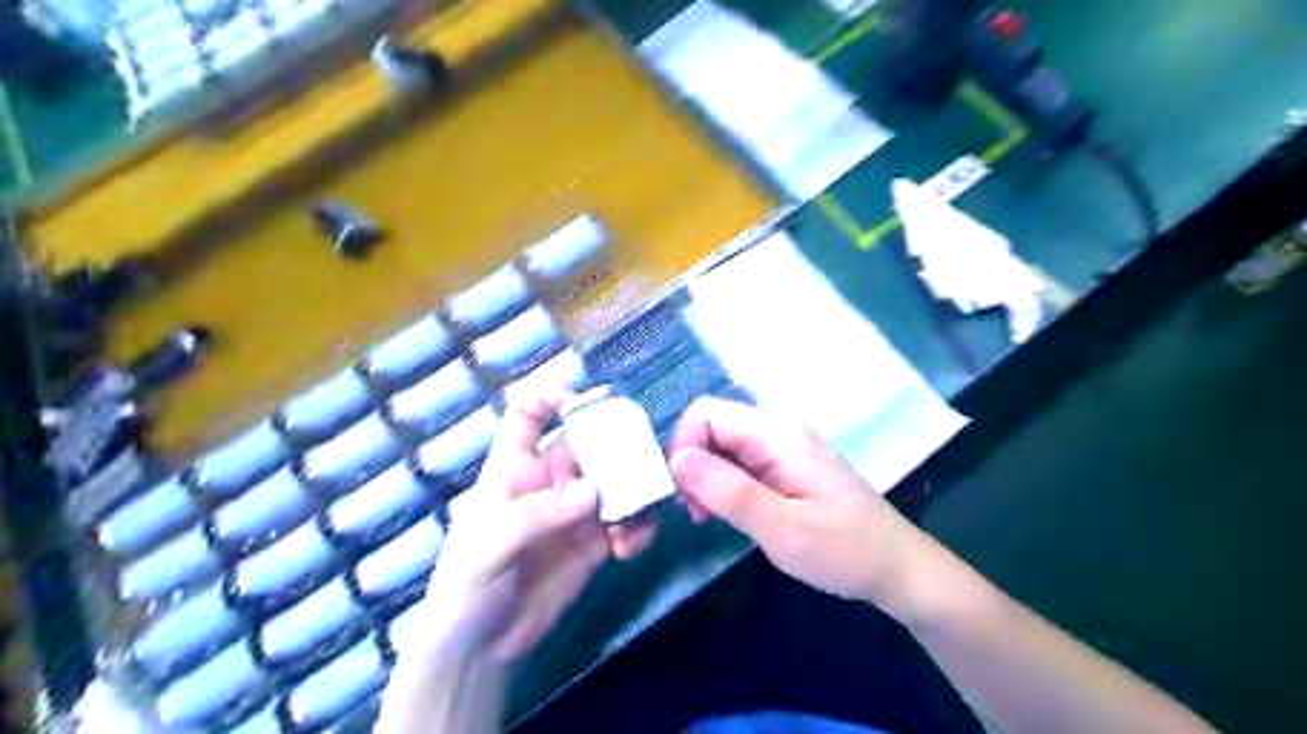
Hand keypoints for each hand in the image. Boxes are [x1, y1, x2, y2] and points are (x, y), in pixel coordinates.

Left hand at [418, 387, 612, 661]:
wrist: (480, 649)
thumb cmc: (467, 587)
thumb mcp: (488, 546)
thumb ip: (537, 515)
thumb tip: (594, 492)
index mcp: (514, 469)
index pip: (527, 415)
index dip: (549, 395)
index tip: (580, 400)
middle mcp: (550, 482)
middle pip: (588, 444)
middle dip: (616, 445)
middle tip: (641, 459)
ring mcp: (576, 512)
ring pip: (616, 481)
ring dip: (635, 490)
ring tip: (637, 514)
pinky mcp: (595, 543)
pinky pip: (627, 523)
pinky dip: (638, 527)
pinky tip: (629, 547)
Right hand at [673, 396, 927, 607]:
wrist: (897, 568)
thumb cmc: (843, 551)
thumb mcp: (782, 529)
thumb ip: (729, 491)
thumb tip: (677, 457)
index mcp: (779, 435)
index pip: (708, 412)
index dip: (683, 445)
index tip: (682, 493)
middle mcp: (778, 431)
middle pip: (713, 426)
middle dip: (691, 464)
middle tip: (696, 513)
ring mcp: (783, 448)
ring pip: (722, 445)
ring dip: (704, 477)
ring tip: (708, 518)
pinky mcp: (784, 467)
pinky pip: (739, 462)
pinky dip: (722, 484)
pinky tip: (726, 513)